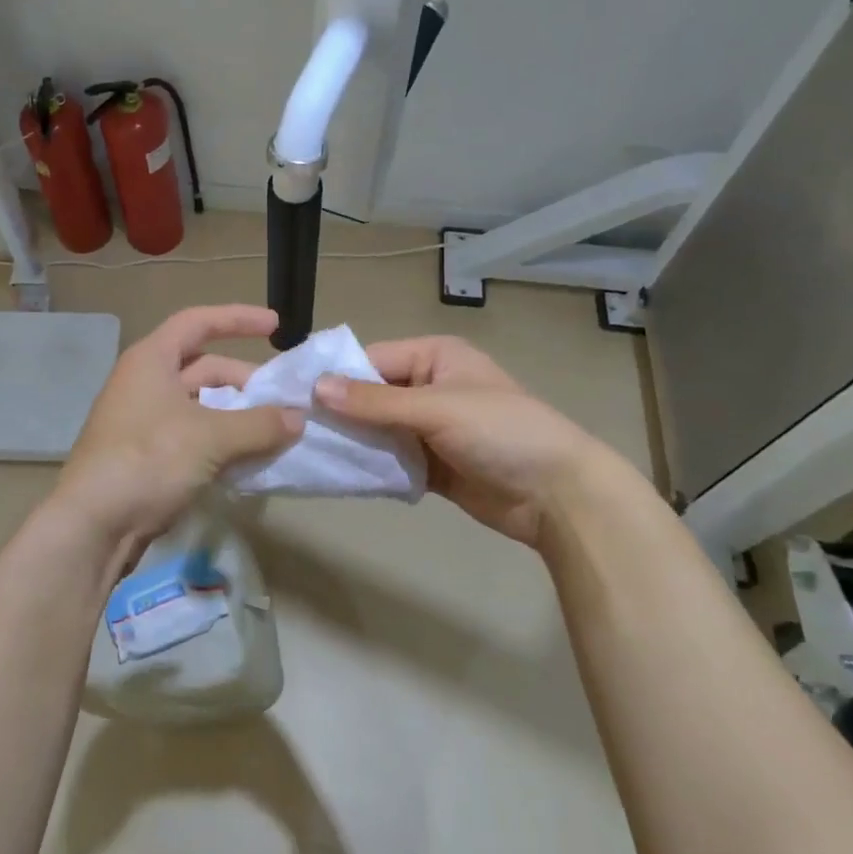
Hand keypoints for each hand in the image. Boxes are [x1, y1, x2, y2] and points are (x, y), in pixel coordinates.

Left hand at [46, 305, 302, 555]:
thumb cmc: (148, 460)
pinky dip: (222, 442)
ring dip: (237, 416)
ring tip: (274, 432)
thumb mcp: (210, 437)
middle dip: (245, 381)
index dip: (238, 319)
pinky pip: (194, 436)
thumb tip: (298, 418)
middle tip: (283, 400)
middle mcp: (146, 383)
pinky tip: (249, 460)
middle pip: (204, 367)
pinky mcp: (147, 455)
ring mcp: (144, 421)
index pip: (198, 322)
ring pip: (201, 406)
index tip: (276, 327)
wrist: (93, 525)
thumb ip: (259, 424)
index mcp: (152, 360)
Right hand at [313, 335, 620, 549]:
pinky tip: (339, 474)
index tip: (292, 396)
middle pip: (371, 396)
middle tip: (293, 429)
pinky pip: (392, 459)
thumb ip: (375, 402)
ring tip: (307, 452)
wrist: (559, 496)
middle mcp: (429, 387)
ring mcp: (431, 428)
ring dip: (353, 441)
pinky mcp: (433, 464)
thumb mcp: (436, 409)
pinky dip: (371, 466)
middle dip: (339, 413)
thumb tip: (316, 388)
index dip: (335, 377)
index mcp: (435, 357)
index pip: (372, 360)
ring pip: (378, 430)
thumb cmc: (501, 432)